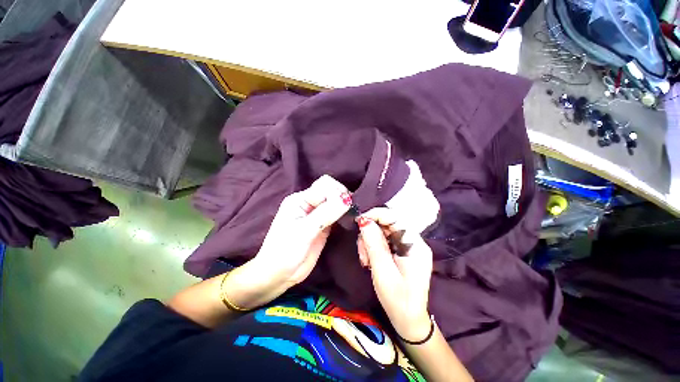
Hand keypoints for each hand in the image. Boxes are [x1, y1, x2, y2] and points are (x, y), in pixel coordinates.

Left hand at [253, 175, 350, 286]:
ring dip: (346, 207)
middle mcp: (310, 203)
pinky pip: (338, 215)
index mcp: (301, 199)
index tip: (346, 206)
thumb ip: (325, 214)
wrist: (279, 275)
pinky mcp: (324, 226)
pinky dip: (345, 216)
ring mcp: (318, 215)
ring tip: (353, 215)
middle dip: (343, 197)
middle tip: (350, 211)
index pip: (325, 185)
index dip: (337, 193)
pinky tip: (350, 221)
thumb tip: (346, 200)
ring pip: (336, 202)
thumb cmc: (284, 251)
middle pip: (332, 191)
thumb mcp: (303, 231)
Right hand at [357, 208, 432, 341]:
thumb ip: (374, 244)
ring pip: (383, 232)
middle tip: (362, 252)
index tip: (359, 222)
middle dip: (370, 235)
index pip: (395, 218)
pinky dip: (374, 248)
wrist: (408, 320)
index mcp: (415, 245)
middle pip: (387, 225)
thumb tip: (364, 221)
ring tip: (365, 260)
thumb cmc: (397, 300)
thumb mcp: (383, 271)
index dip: (376, 215)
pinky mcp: (402, 252)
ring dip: (370, 242)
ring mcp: (408, 247)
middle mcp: (413, 242)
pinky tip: (369, 260)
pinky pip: (384, 241)